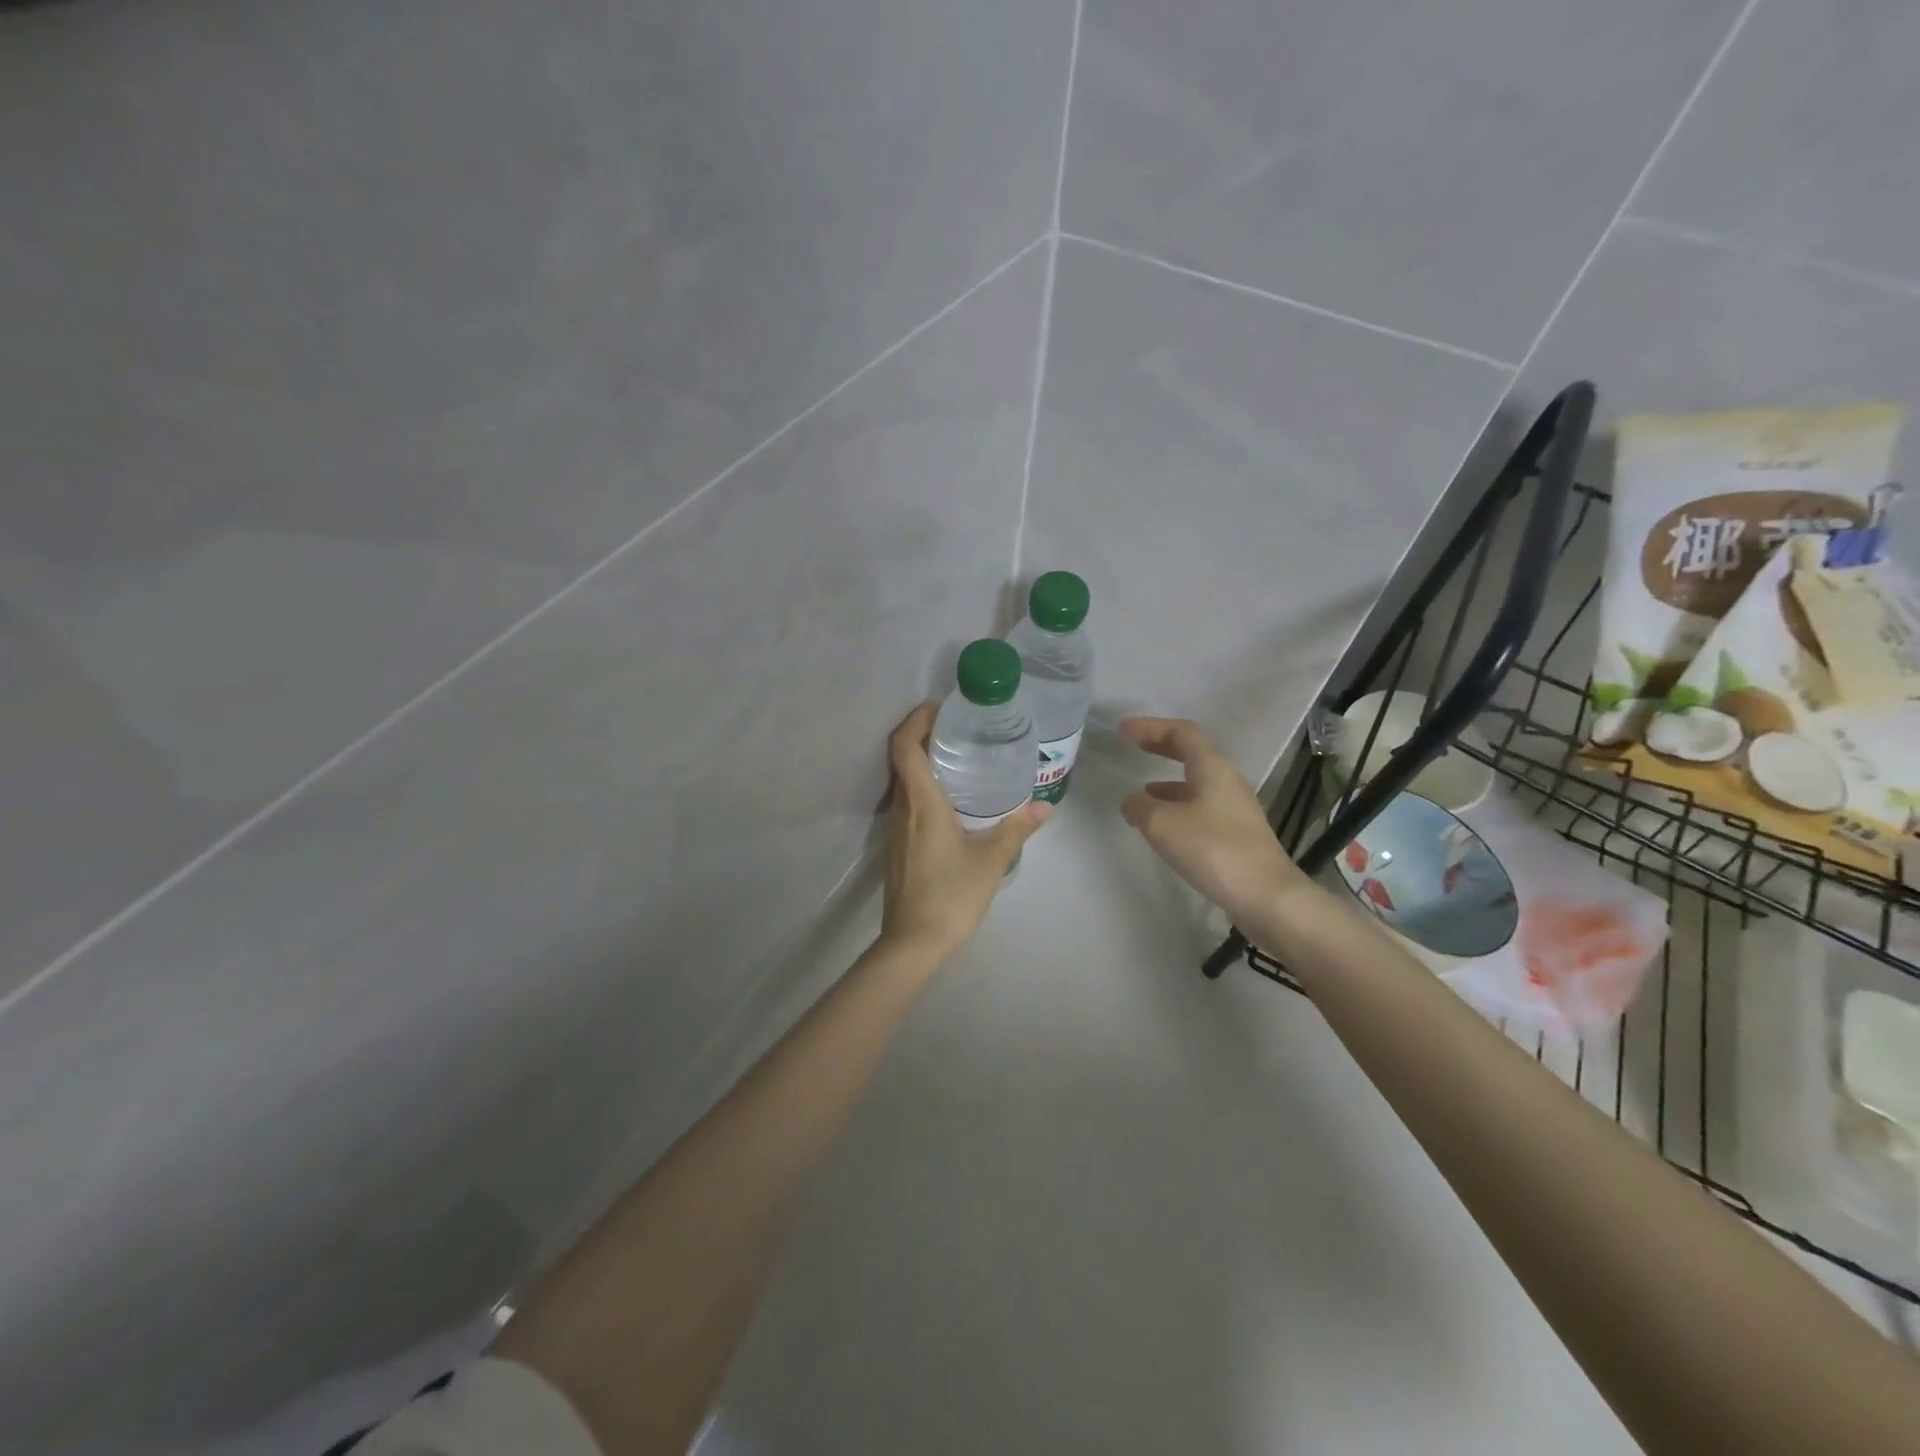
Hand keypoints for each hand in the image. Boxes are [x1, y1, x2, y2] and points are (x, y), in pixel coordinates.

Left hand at [879, 702, 1050, 959]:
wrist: (913, 943)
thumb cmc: (951, 894)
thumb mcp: (991, 859)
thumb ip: (1017, 828)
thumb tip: (1045, 807)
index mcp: (921, 801)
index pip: (904, 745)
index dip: (916, 719)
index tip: (940, 707)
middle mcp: (901, 808)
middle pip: (901, 758)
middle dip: (923, 735)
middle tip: (958, 728)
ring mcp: (894, 828)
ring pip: (903, 781)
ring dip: (922, 762)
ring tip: (958, 757)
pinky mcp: (896, 846)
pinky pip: (906, 803)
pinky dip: (922, 787)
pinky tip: (950, 801)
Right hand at [1118, 717, 1309, 928]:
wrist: (1267, 897)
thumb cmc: (1213, 850)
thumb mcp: (1162, 824)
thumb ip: (1139, 806)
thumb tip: (1132, 801)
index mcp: (1213, 768)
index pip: (1182, 732)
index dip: (1151, 727)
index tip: (1123, 730)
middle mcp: (1228, 782)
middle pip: (1193, 753)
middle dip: (1161, 747)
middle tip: (1134, 746)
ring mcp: (1236, 809)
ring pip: (1198, 782)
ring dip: (1168, 781)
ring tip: (1142, 793)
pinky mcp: (1237, 835)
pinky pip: (1202, 807)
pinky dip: (1178, 806)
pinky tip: (1164, 827)